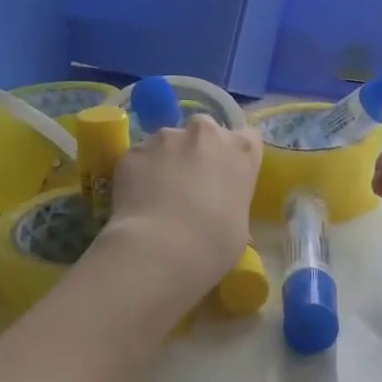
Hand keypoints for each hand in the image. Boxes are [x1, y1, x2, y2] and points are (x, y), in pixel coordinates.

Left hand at [103, 115, 262, 300]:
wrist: (161, 250)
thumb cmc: (213, 245)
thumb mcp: (239, 225)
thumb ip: (231, 202)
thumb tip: (218, 210)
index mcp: (241, 150)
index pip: (247, 138)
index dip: (234, 156)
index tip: (226, 175)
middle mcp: (206, 133)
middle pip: (204, 131)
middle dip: (197, 149)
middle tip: (189, 183)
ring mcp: (167, 137)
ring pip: (167, 142)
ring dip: (165, 160)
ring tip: (156, 195)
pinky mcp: (133, 150)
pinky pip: (138, 158)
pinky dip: (138, 173)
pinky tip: (135, 201)